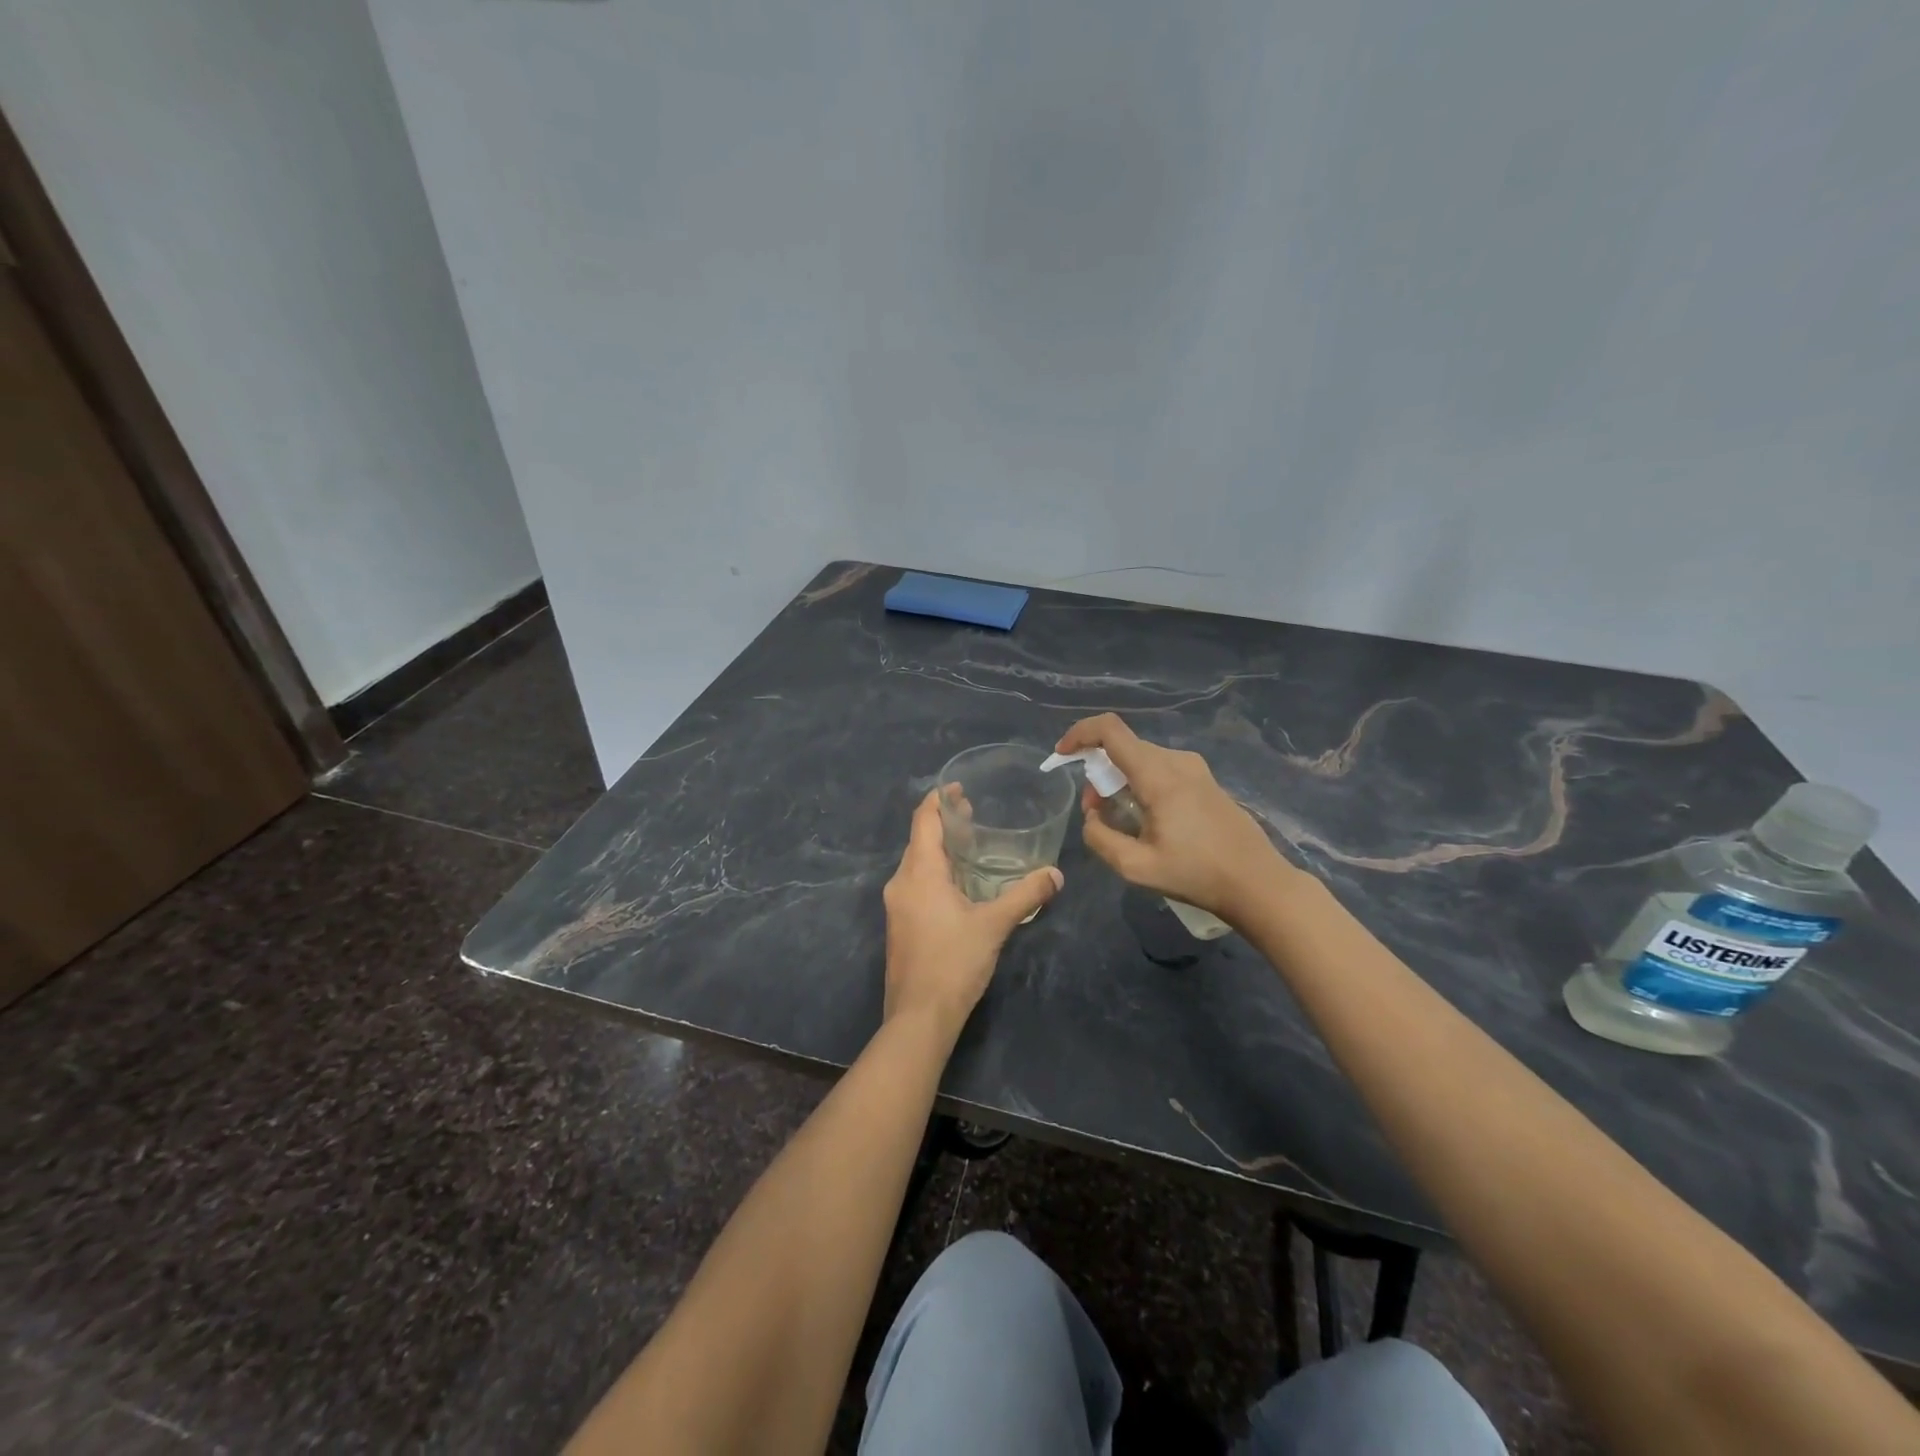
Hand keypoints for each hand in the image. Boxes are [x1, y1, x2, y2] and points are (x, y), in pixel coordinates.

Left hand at [882, 789, 1061, 1033]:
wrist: (918, 1017)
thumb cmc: (954, 962)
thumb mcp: (995, 925)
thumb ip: (1026, 895)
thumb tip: (1056, 874)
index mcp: (919, 873)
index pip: (923, 820)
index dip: (939, 799)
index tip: (959, 787)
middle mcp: (901, 882)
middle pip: (919, 840)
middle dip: (944, 823)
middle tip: (974, 814)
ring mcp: (896, 905)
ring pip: (916, 864)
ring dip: (940, 849)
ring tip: (971, 845)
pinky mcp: (899, 924)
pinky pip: (915, 884)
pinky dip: (935, 872)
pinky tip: (959, 884)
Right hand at [1055, 713, 1292, 921]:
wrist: (1257, 883)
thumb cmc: (1196, 874)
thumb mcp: (1136, 867)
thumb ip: (1100, 837)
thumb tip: (1092, 815)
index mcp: (1158, 776)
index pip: (1110, 730)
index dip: (1079, 734)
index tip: (1063, 755)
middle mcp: (1177, 761)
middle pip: (1124, 747)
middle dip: (1098, 771)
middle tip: (1095, 810)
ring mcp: (1196, 769)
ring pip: (1142, 758)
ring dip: (1120, 779)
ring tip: (1120, 819)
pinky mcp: (1206, 781)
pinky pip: (1162, 768)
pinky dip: (1141, 783)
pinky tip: (1148, 819)